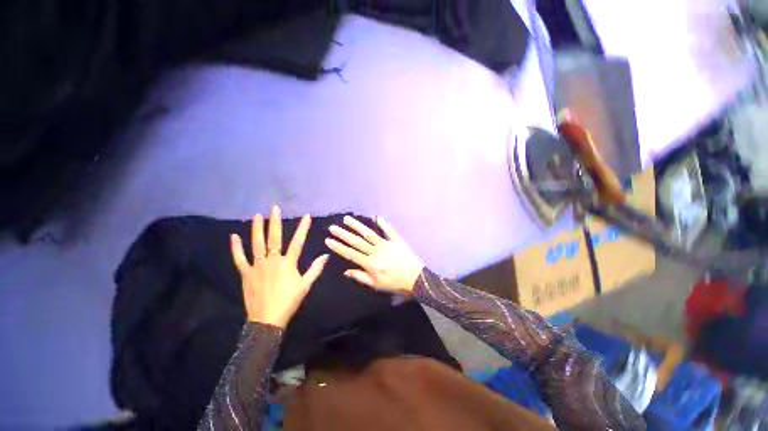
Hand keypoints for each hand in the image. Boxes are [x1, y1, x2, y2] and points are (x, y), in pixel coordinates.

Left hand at [231, 205, 328, 327]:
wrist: (267, 319)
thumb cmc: (289, 300)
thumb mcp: (306, 285)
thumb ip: (316, 269)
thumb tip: (326, 255)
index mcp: (288, 263)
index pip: (298, 241)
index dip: (303, 228)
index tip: (306, 216)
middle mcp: (272, 260)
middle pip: (274, 238)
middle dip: (275, 222)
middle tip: (274, 208)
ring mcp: (258, 266)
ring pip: (256, 244)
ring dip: (257, 229)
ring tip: (257, 216)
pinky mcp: (246, 273)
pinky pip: (240, 258)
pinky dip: (236, 248)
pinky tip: (234, 236)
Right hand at [325, 216, 423, 294]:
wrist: (415, 279)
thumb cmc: (394, 284)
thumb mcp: (376, 285)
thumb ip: (360, 277)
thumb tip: (346, 271)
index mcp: (369, 263)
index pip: (350, 253)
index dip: (338, 246)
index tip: (328, 239)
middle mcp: (375, 251)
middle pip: (357, 241)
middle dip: (343, 234)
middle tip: (332, 227)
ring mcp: (386, 244)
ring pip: (369, 233)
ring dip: (357, 226)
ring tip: (347, 219)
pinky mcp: (396, 240)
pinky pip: (389, 230)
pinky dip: (383, 223)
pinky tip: (376, 216)